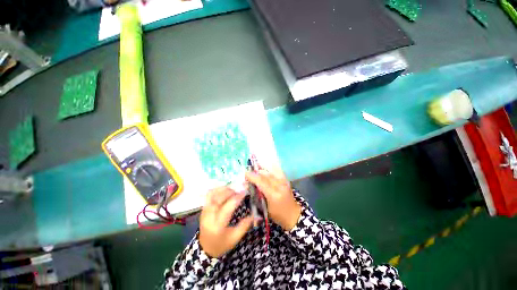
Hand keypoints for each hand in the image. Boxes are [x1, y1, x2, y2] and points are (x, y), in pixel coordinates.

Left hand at [199, 187, 253, 257]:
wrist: (206, 248)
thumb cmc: (222, 244)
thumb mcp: (235, 238)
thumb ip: (245, 225)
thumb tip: (255, 214)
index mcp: (218, 226)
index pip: (227, 208)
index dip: (236, 198)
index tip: (244, 193)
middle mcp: (209, 217)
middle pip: (218, 198)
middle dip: (230, 191)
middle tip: (238, 191)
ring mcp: (204, 211)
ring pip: (212, 194)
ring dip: (223, 189)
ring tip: (232, 189)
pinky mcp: (203, 209)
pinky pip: (209, 195)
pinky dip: (217, 190)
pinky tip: (225, 190)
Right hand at [245, 170, 301, 230]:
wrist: (293, 214)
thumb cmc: (277, 215)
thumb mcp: (265, 208)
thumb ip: (258, 195)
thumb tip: (249, 185)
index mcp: (273, 195)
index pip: (261, 182)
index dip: (253, 176)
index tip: (245, 173)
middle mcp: (280, 186)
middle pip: (266, 175)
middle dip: (255, 172)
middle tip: (248, 172)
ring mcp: (284, 181)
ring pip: (271, 171)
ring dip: (262, 169)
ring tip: (254, 168)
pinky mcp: (286, 180)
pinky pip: (277, 170)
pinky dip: (270, 167)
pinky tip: (265, 166)